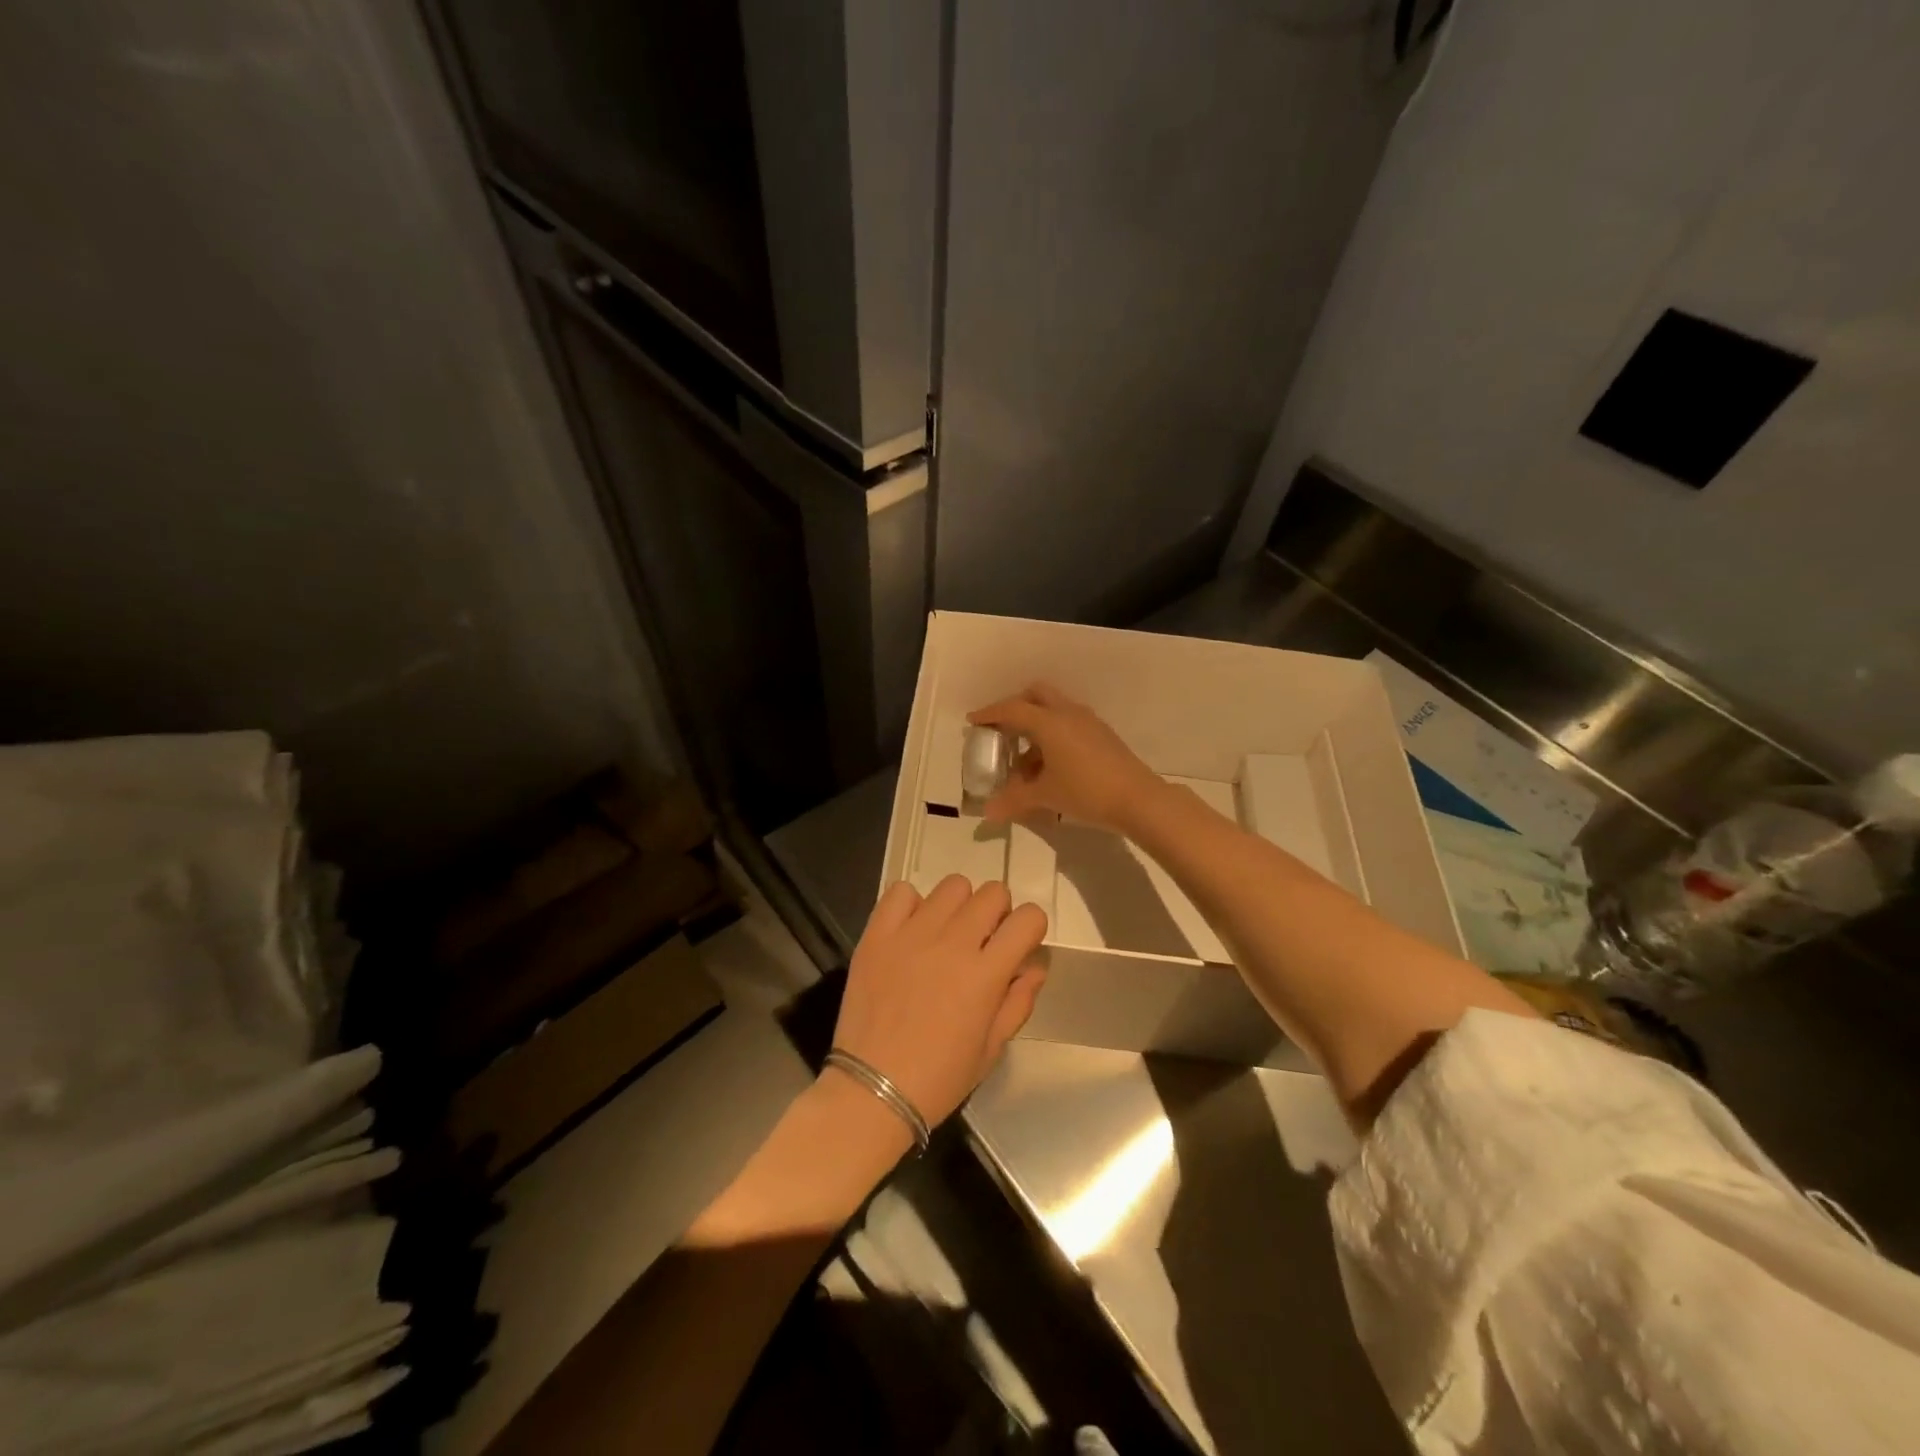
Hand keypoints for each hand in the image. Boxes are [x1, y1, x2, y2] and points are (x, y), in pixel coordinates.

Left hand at [830, 876, 1048, 1128]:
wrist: (872, 1090)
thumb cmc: (939, 1077)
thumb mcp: (992, 1048)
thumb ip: (1018, 1001)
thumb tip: (1033, 966)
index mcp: (985, 973)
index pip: (1028, 918)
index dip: (1030, 928)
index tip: (1019, 946)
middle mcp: (952, 943)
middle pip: (993, 893)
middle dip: (998, 913)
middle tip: (983, 942)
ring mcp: (911, 934)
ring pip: (952, 885)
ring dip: (959, 906)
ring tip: (946, 935)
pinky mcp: (877, 934)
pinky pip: (901, 892)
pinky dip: (912, 905)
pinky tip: (911, 932)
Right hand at [968, 683, 1164, 834]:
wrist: (1139, 799)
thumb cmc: (1086, 792)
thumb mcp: (1045, 796)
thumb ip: (1014, 800)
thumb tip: (988, 812)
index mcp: (1049, 722)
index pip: (1012, 709)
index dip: (989, 713)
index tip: (973, 721)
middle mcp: (1068, 713)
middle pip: (1036, 694)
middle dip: (1016, 707)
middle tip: (1002, 729)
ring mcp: (1088, 722)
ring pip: (1054, 709)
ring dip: (1036, 725)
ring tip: (1024, 759)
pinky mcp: (1102, 734)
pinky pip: (1069, 723)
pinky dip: (1053, 735)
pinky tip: (1051, 765)